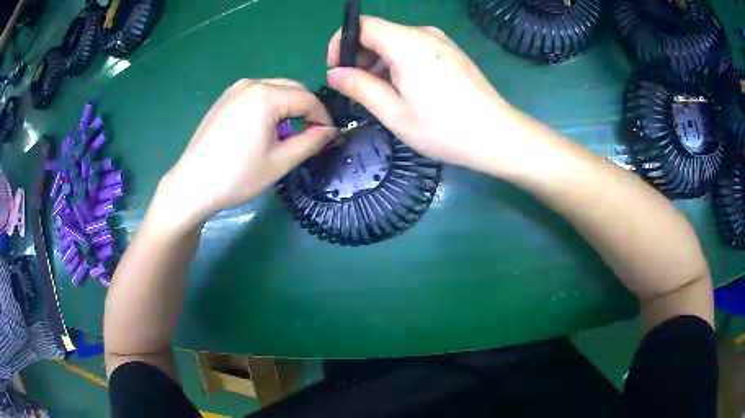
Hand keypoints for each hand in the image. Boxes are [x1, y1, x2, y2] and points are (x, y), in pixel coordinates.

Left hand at [153, 79, 336, 230]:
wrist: (192, 185)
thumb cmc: (237, 176)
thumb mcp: (280, 162)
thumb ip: (311, 142)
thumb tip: (332, 131)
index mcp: (266, 96)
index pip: (308, 99)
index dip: (322, 117)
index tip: (327, 136)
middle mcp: (251, 84)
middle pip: (292, 89)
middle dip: (306, 109)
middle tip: (308, 135)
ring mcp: (235, 89)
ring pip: (275, 90)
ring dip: (288, 107)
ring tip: (284, 134)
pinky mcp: (225, 98)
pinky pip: (257, 94)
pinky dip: (269, 107)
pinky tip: (262, 129)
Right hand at [326, 16, 518, 171]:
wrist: (498, 135)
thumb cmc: (444, 128)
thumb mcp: (394, 112)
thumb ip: (360, 87)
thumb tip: (335, 74)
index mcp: (406, 43)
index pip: (362, 24)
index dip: (343, 43)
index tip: (338, 70)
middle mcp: (424, 34)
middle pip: (380, 33)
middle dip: (361, 57)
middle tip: (358, 90)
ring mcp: (441, 42)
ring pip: (397, 42)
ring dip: (380, 64)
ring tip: (381, 96)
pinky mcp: (452, 54)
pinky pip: (416, 50)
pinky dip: (400, 65)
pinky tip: (405, 91)